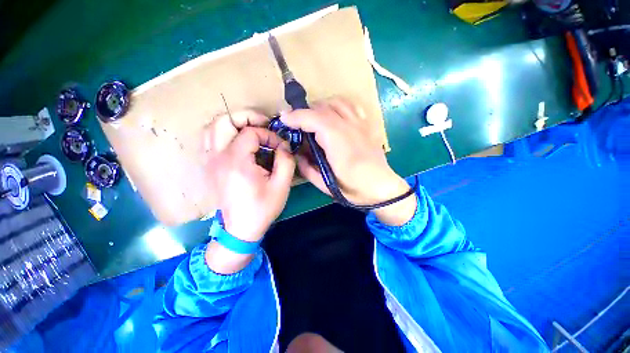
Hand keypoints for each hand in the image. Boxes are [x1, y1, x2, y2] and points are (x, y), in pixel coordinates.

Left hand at [202, 111, 295, 272]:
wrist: (240, 229)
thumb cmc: (262, 208)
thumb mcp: (282, 185)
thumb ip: (286, 161)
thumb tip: (284, 145)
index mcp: (237, 162)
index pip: (250, 132)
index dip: (269, 135)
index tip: (280, 146)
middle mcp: (218, 157)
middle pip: (224, 121)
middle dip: (246, 117)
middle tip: (263, 124)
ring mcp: (210, 161)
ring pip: (212, 127)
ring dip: (232, 123)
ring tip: (251, 130)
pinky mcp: (209, 167)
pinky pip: (210, 140)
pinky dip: (223, 133)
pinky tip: (238, 141)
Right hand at [280, 98, 416, 225]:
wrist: (382, 188)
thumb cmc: (353, 189)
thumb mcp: (325, 185)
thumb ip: (307, 168)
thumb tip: (297, 154)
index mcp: (338, 143)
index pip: (313, 119)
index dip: (295, 116)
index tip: (284, 119)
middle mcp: (350, 128)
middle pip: (323, 108)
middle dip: (305, 112)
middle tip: (296, 124)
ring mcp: (360, 124)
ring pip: (336, 102)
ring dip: (320, 107)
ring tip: (313, 119)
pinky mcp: (367, 125)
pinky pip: (351, 105)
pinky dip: (338, 105)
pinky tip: (334, 115)